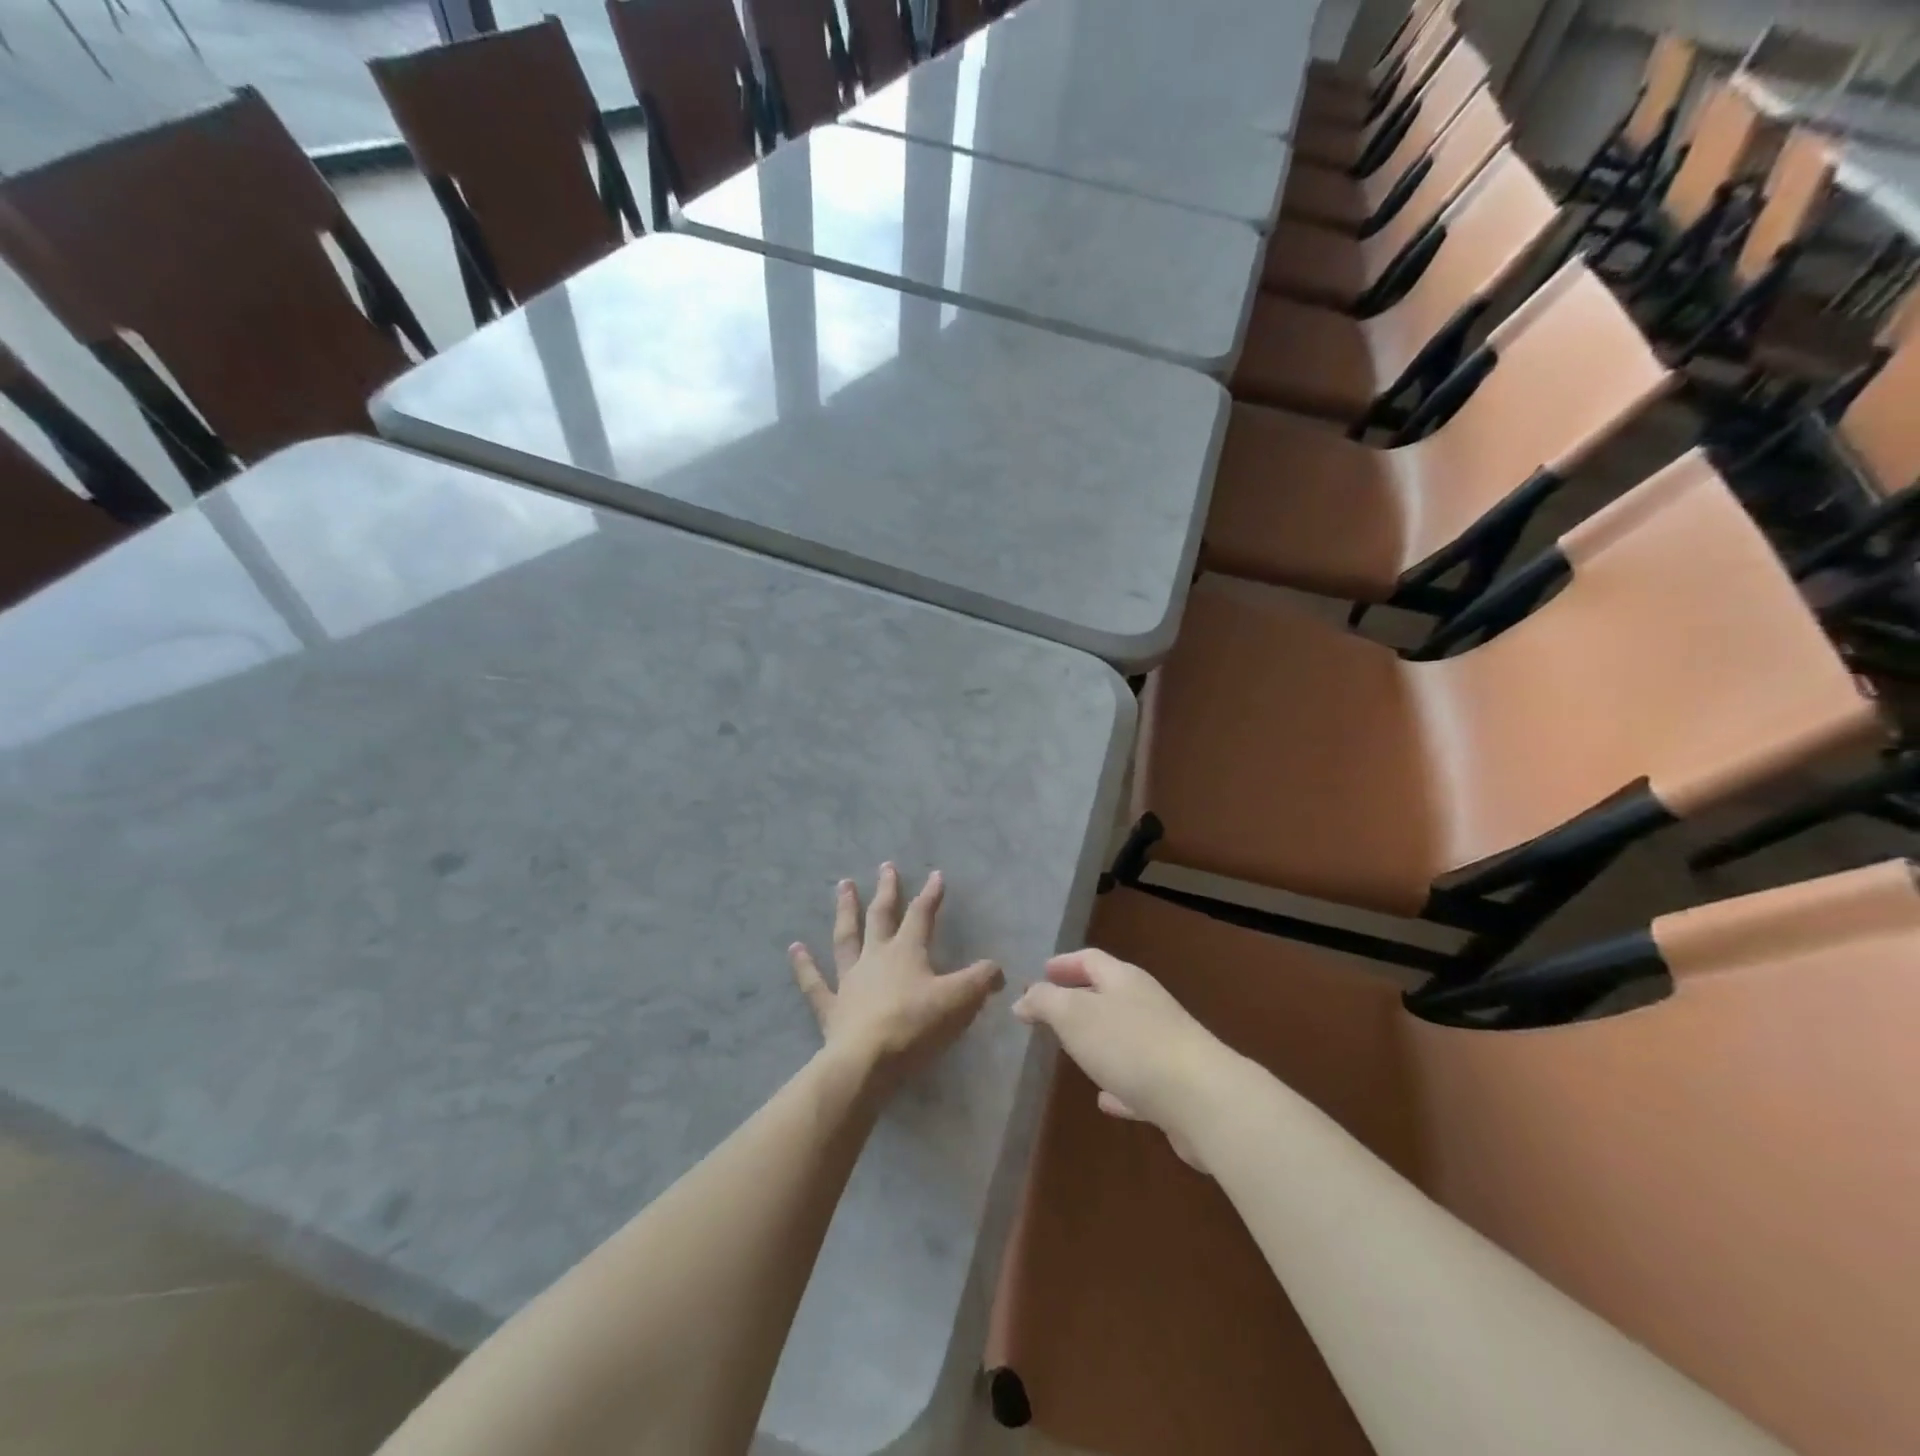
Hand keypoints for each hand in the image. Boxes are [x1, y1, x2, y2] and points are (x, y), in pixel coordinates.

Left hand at [790, 865, 1004, 1093]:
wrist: (867, 1061)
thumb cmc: (915, 1026)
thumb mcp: (959, 1001)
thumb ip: (980, 981)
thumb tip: (998, 969)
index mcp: (907, 952)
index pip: (922, 915)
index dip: (931, 894)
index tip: (936, 875)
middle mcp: (876, 957)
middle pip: (881, 916)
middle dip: (886, 891)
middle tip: (885, 866)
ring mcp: (849, 980)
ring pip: (846, 937)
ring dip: (845, 910)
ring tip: (842, 885)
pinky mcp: (831, 1008)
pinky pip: (814, 983)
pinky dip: (804, 965)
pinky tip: (794, 948)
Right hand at [1013, 949, 1240, 1170]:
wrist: (1203, 1100)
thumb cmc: (1131, 1045)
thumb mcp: (1074, 1015)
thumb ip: (1045, 1002)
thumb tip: (1023, 999)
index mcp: (1124, 980)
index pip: (1090, 959)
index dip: (1064, 964)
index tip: (1041, 972)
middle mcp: (1147, 1004)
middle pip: (1109, 994)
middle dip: (1079, 999)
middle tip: (1050, 1012)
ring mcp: (1164, 1044)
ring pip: (1123, 1035)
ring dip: (1098, 1040)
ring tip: (1072, 1052)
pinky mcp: (1175, 1086)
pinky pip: (1138, 1078)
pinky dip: (1118, 1083)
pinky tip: (1105, 1100)